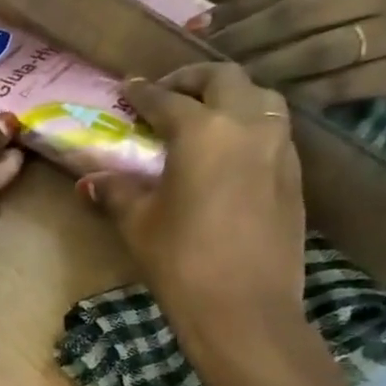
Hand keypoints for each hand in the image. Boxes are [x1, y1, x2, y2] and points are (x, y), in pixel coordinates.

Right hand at [79, 65, 305, 353]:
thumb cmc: (180, 260)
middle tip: (167, 92)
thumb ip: (116, 192)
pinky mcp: (294, 174)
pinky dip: (248, 124)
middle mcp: (248, 125)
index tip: (127, 87)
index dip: (143, 92)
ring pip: (259, 98)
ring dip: (228, 97)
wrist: (244, 307)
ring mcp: (279, 147)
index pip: (167, 99)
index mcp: (203, 131)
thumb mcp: (137, 223)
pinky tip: (228, 150)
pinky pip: (272, 129)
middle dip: (192, 78)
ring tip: (201, 116)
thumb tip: (91, 179)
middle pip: (224, 79)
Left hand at [209, 0, 385, 105]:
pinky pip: (338, 87)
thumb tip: (262, 3)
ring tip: (228, 80)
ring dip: (262, 69)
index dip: (242, 6)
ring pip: (310, 54)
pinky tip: (272, 99)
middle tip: (202, 55)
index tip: (204, 23)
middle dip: (240, 39)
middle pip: (293, 17)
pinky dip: (300, 94)